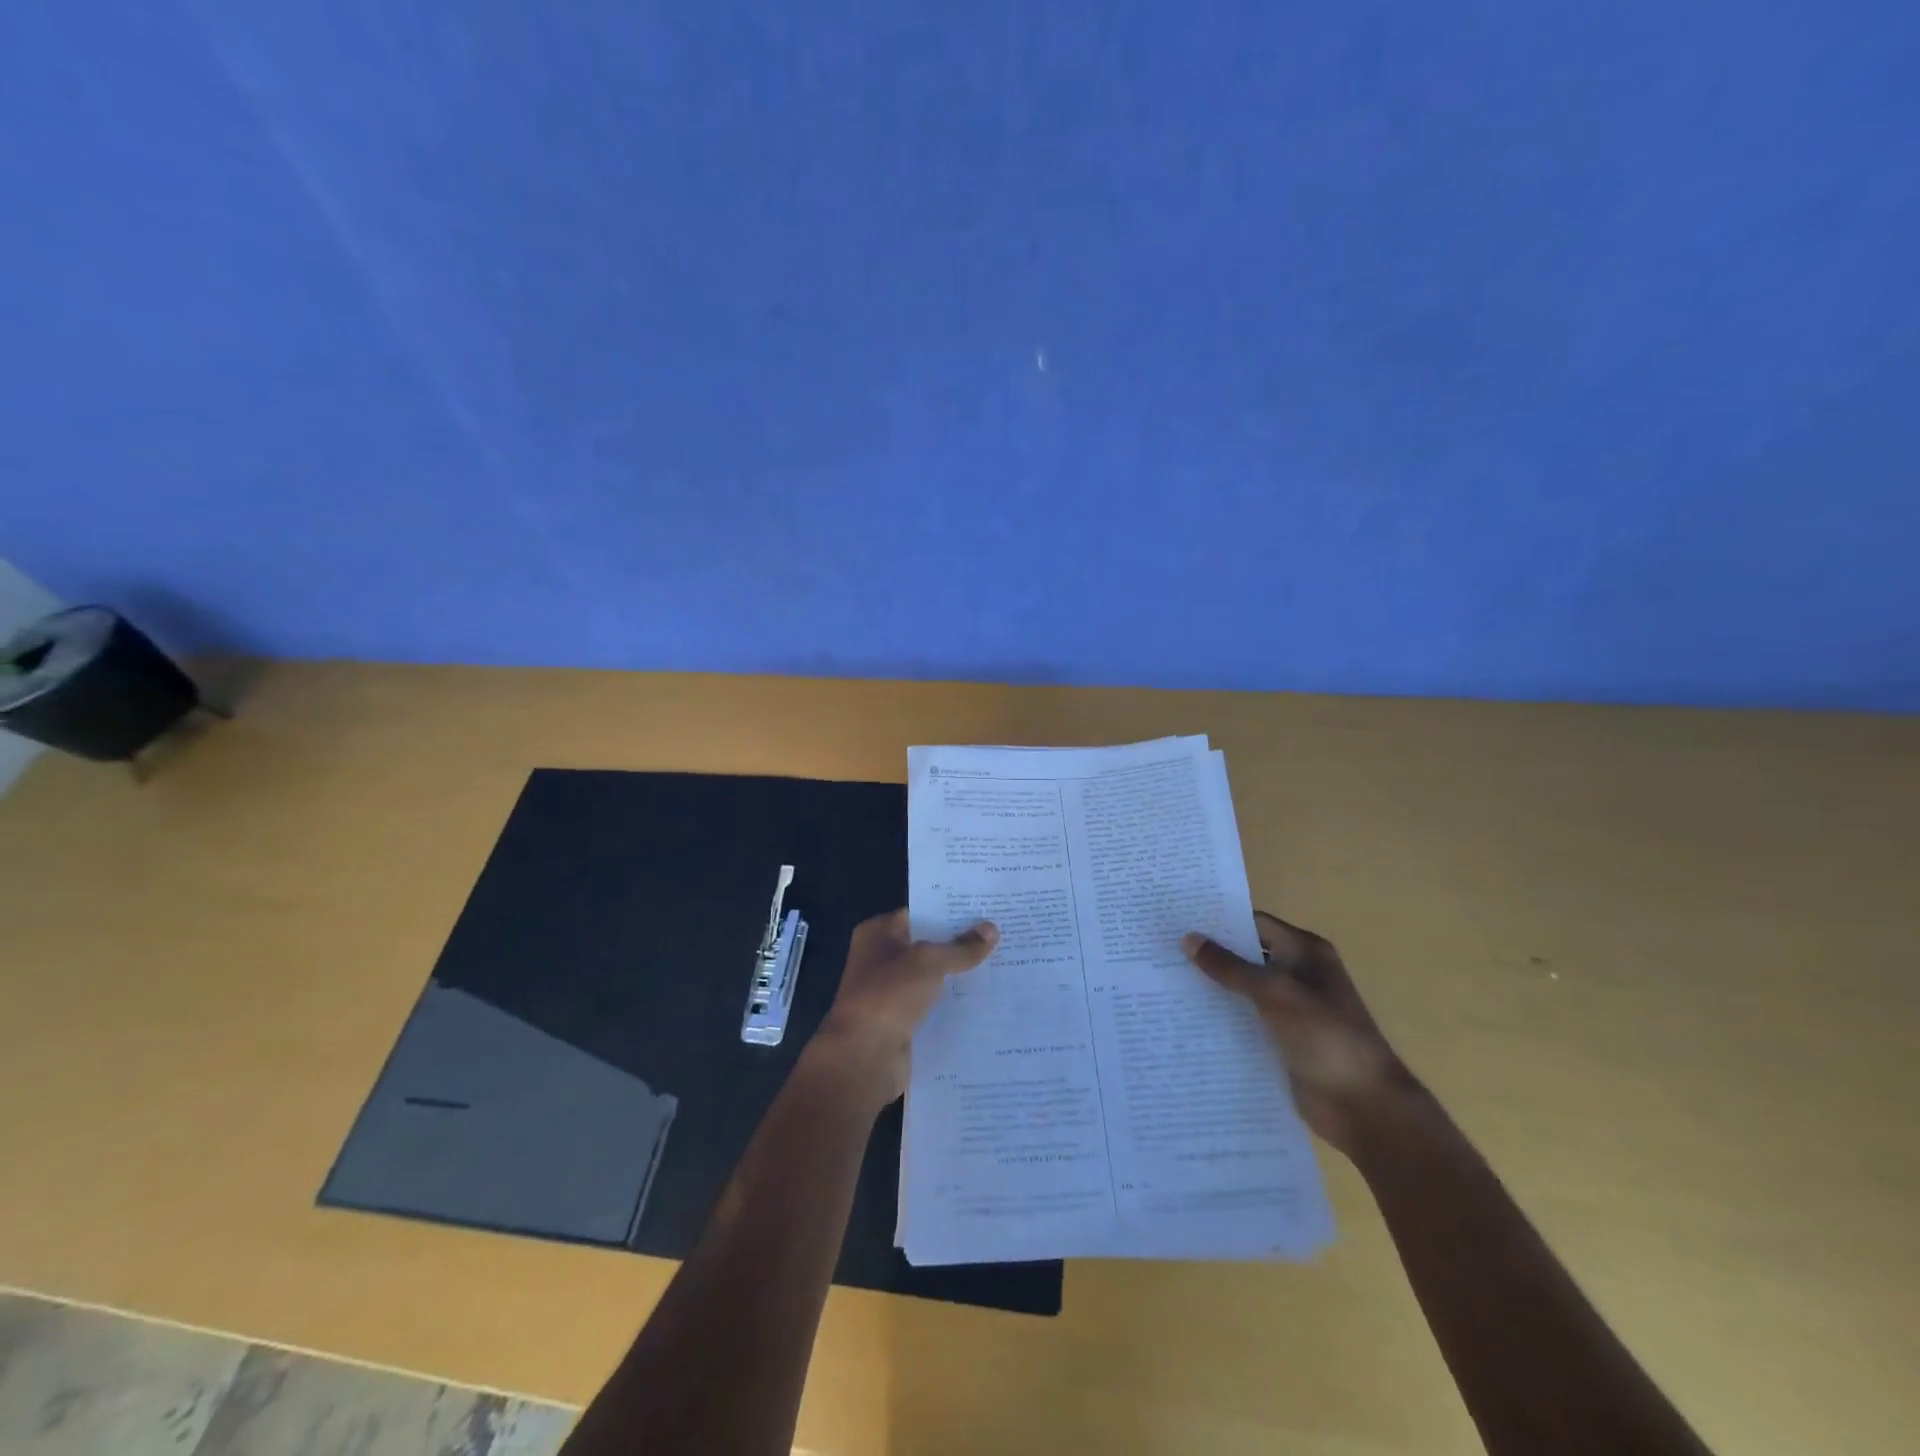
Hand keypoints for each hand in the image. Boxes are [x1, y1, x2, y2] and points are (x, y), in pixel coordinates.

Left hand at [815, 909, 998, 1102]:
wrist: (863, 1057)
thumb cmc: (889, 995)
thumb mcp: (929, 962)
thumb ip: (961, 947)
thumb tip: (992, 928)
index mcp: (877, 933)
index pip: (920, 913)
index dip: (951, 911)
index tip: (986, 910)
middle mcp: (881, 958)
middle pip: (928, 944)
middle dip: (961, 943)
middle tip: (1002, 935)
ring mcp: (891, 991)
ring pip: (933, 976)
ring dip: (961, 975)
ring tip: (1003, 964)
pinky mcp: (902, 1021)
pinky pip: (934, 1005)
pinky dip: (955, 1004)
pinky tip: (987, 999)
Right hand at [1183, 911, 1414, 1156]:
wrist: (1364, 1106)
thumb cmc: (1325, 1037)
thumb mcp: (1275, 993)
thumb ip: (1230, 967)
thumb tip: (1189, 938)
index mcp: (1305, 953)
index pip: (1254, 924)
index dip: (1218, 921)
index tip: (1177, 918)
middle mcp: (1297, 974)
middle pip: (1245, 956)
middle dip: (1209, 954)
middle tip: (1160, 949)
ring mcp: (1289, 1009)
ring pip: (1241, 990)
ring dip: (1211, 988)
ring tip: (1162, 981)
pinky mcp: (1281, 1040)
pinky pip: (1244, 1020)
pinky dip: (1220, 1018)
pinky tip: (1185, 1018)